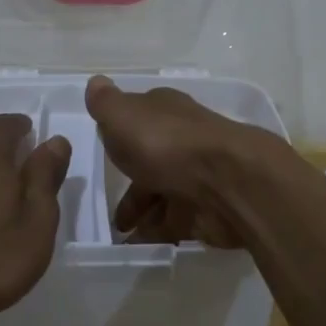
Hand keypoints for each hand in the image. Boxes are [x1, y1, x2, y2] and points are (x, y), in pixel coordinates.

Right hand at [84, 74, 284, 247]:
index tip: (105, 149)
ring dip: (143, 211)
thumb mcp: (124, 116)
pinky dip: (158, 232)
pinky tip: (138, 244)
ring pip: (164, 192)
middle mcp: (183, 139)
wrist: (228, 181)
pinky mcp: (208, 208)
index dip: (122, 132)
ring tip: (121, 232)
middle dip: (131, 182)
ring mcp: (198, 174)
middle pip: (151, 159)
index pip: (140, 117)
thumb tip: (96, 82)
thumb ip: (106, 103)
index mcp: (165, 112)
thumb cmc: (167, 144)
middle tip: (108, 205)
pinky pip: (177, 221)